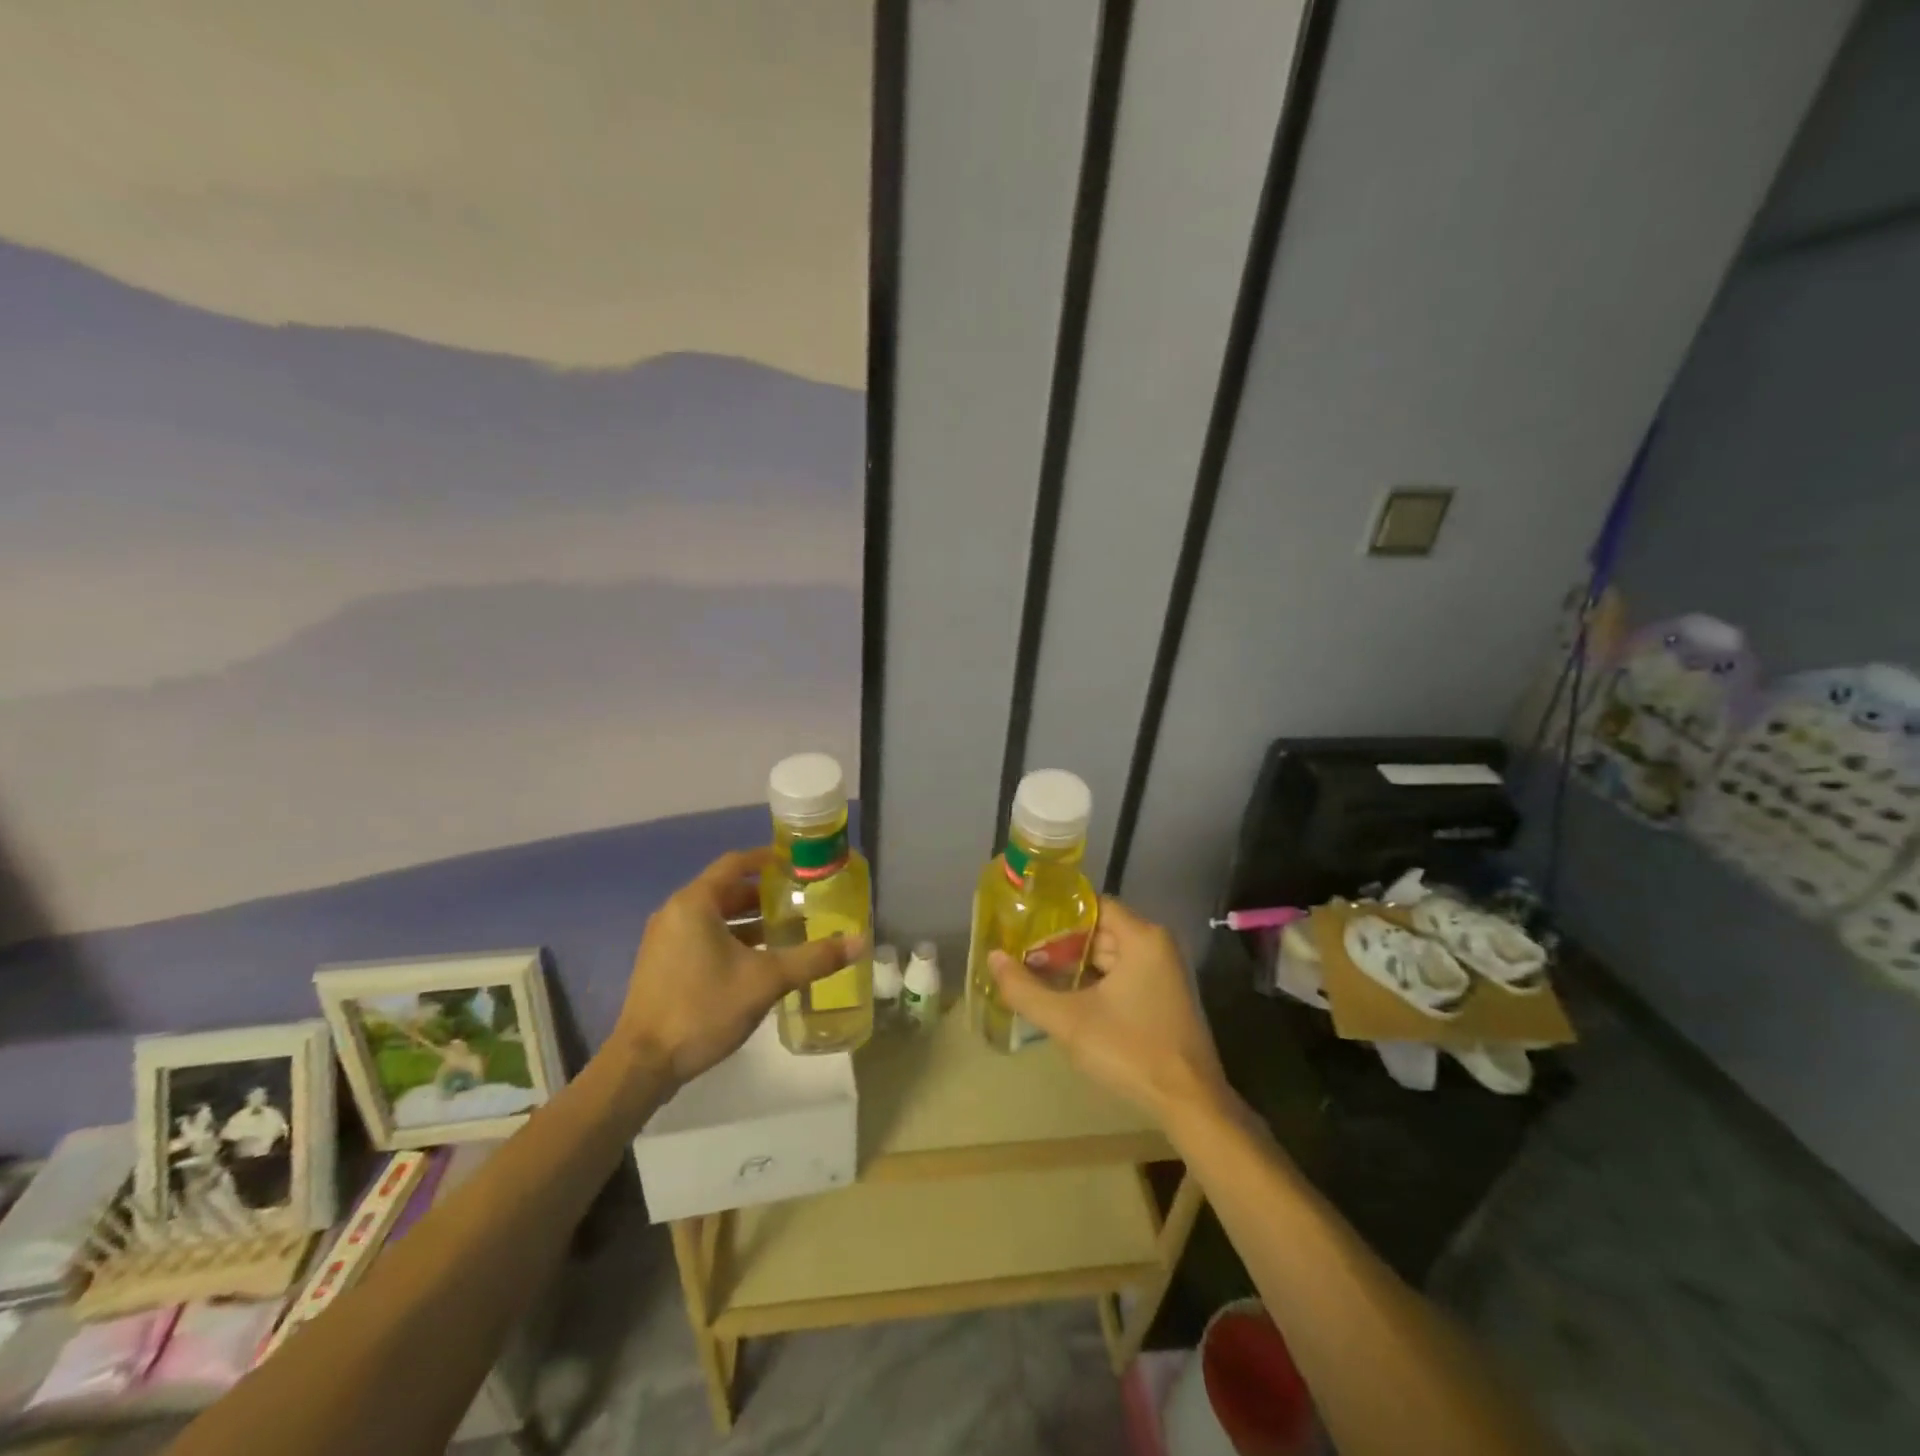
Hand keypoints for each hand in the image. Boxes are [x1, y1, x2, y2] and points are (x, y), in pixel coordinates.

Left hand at [615, 848, 860, 1085]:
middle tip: (800, 901)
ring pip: (714, 917)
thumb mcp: (766, 981)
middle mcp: (676, 912)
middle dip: (764, 895)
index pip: (736, 863)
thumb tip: (860, 942)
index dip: (768, 859)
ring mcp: (665, 940)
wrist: (642, 1064)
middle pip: (726, 890)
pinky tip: (757, 961)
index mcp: (695, 903)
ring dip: (749, 920)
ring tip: (786, 931)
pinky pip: (702, 936)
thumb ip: (813, 958)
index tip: (798, 864)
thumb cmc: (703, 1008)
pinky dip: (731, 939)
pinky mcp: (662, 965)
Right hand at [990, 897, 1230, 1122]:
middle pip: (1099, 930)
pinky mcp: (1163, 997)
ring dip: (1075, 966)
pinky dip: (1094, 982)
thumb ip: (1026, 989)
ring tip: (1034, 975)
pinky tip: (1065, 998)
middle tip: (1021, 953)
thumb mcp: (1069, 1021)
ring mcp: (1163, 973)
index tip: (1024, 924)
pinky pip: (1122, 975)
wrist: (1189, 1103)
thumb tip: (992, 957)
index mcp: (1141, 937)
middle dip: (1060, 943)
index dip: (1056, 914)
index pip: (1092, 905)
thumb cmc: (1130, 1051)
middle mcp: (1156, 946)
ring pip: (1109, 955)